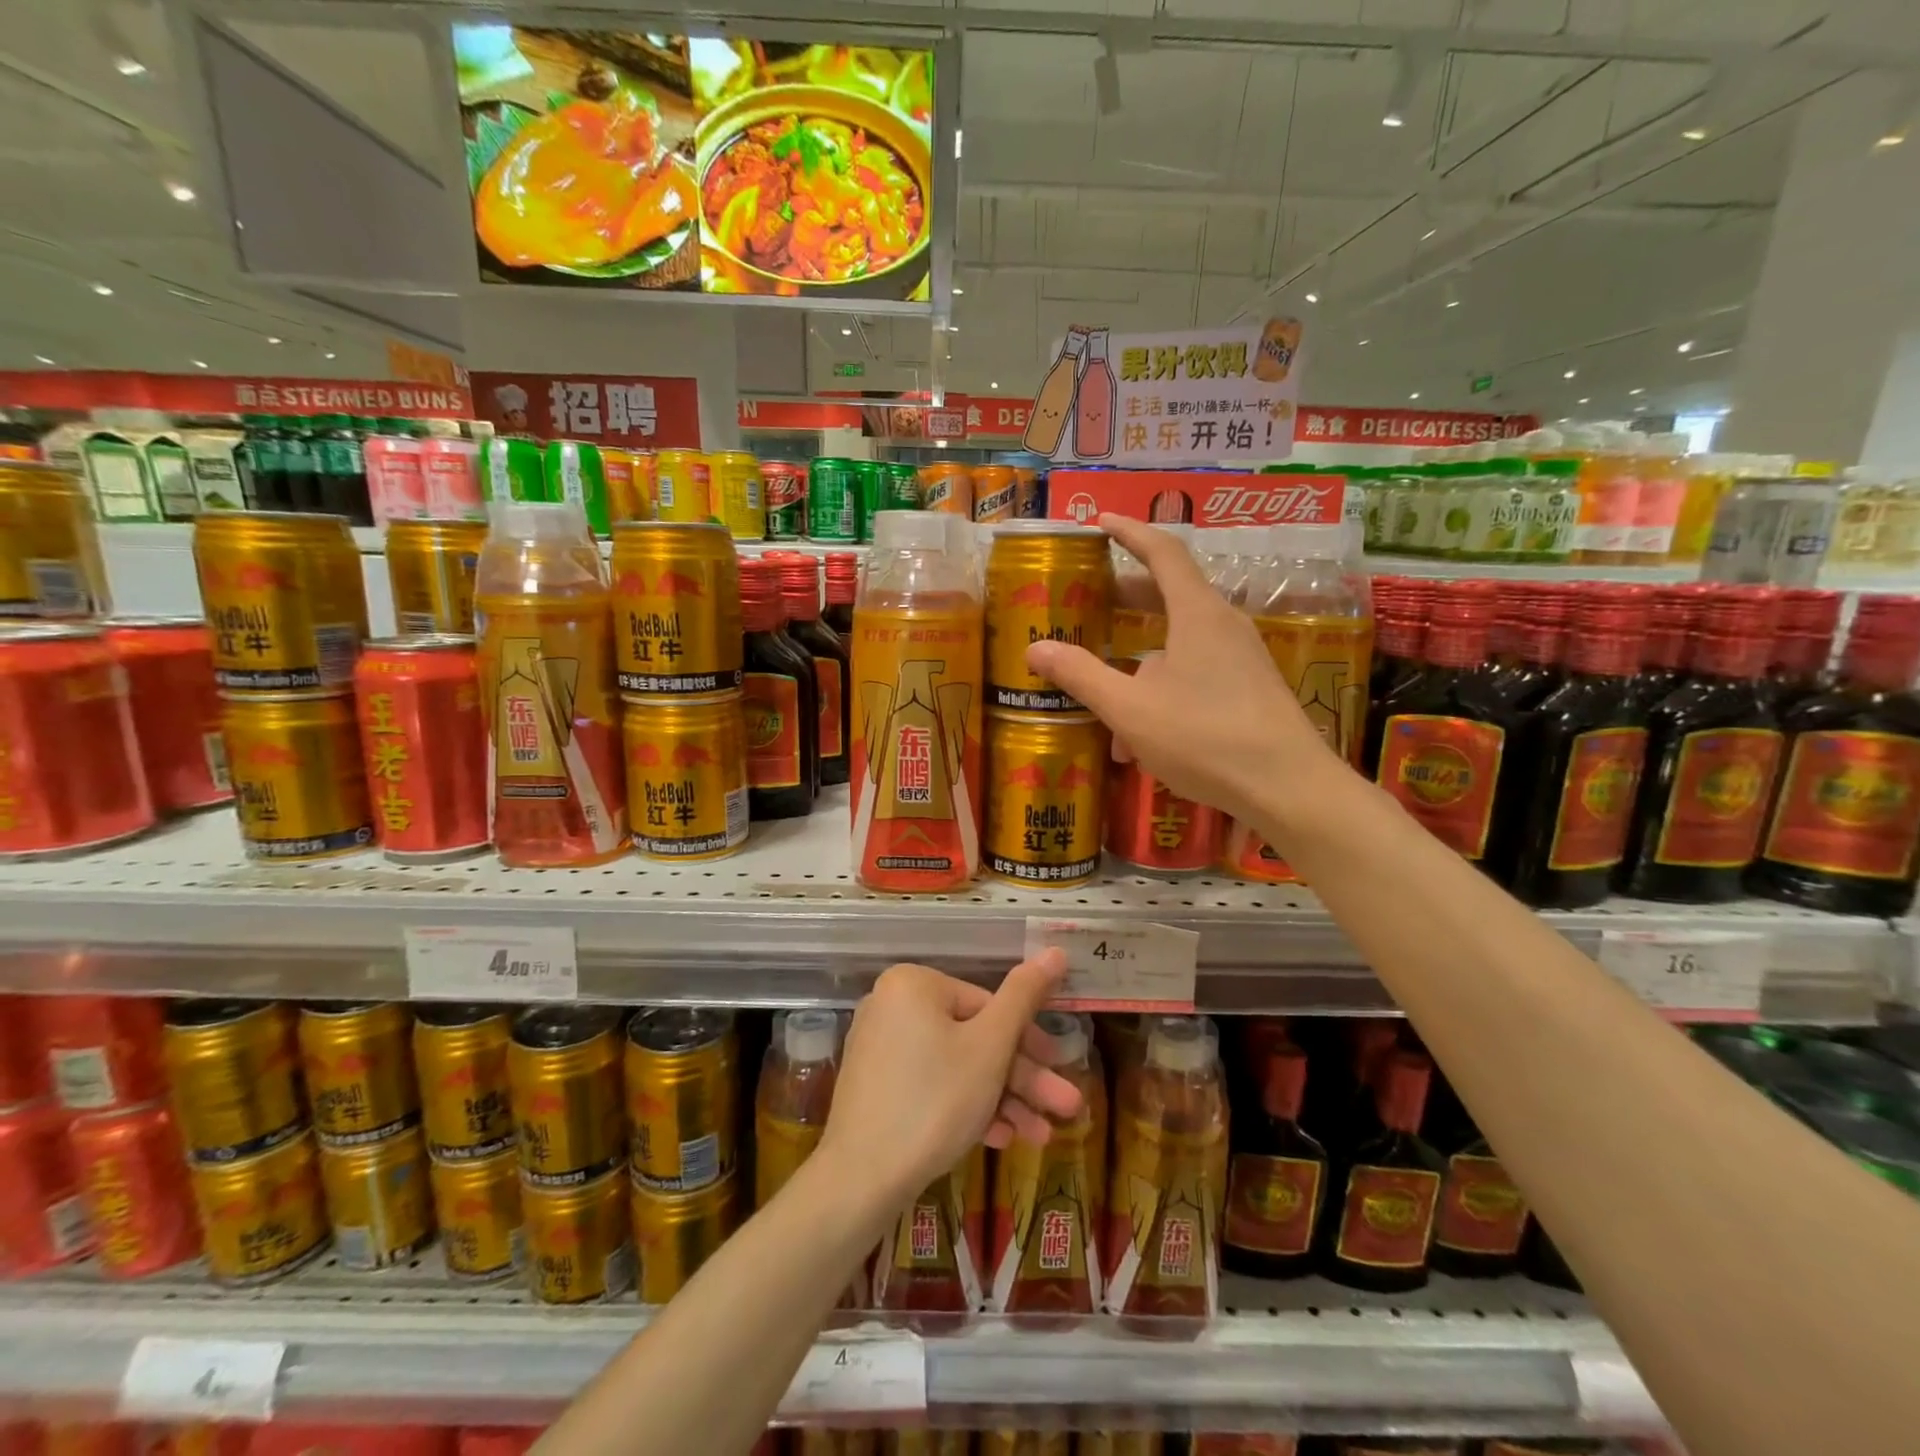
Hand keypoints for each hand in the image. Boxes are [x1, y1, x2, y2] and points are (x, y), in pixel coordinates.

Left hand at [820, 953, 1082, 1204]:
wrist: (861, 1181)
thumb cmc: (935, 1101)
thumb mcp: (991, 1047)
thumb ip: (1024, 996)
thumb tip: (1055, 950)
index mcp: (914, 984)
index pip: (987, 1004)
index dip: (1029, 1041)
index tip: (1060, 1070)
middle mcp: (891, 1006)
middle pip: (973, 1037)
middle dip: (1022, 1078)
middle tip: (1064, 1107)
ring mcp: (880, 1048)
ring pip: (957, 1066)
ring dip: (1002, 1099)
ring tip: (1040, 1137)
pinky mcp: (877, 1087)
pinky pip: (931, 1086)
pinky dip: (965, 1107)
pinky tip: (1000, 1139)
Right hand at [1025, 514, 1334, 819]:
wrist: (1288, 787)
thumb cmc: (1205, 737)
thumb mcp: (1130, 709)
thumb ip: (1082, 675)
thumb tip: (1035, 648)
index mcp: (1197, 613)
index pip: (1162, 552)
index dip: (1129, 532)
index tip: (1100, 521)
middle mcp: (1223, 625)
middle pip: (1170, 594)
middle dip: (1126, 595)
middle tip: (1090, 596)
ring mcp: (1241, 658)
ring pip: (1179, 643)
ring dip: (1138, 659)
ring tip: (1104, 691)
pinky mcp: (1249, 688)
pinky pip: (1195, 673)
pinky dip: (1161, 688)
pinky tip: (1138, 740)